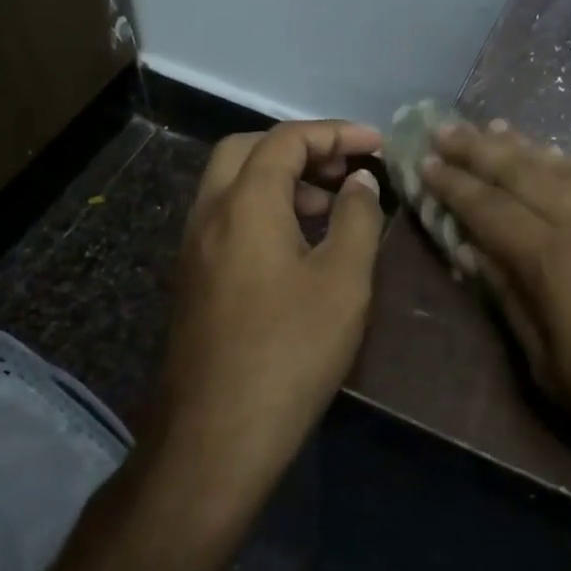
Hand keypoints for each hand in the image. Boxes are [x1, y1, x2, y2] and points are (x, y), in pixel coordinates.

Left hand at [154, 120, 385, 490]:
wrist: (215, 438)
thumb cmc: (289, 351)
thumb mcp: (343, 280)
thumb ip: (358, 218)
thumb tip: (360, 182)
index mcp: (245, 202)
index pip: (287, 139)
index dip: (336, 133)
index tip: (377, 145)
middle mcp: (210, 213)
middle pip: (248, 149)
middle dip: (300, 147)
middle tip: (343, 169)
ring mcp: (194, 247)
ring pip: (233, 183)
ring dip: (280, 178)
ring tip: (328, 205)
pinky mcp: (193, 278)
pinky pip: (227, 216)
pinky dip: (263, 208)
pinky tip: (298, 245)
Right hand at [422, 122, 570, 526]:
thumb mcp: (551, 371)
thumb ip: (512, 304)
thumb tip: (476, 257)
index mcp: (553, 261)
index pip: (489, 210)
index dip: (453, 185)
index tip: (424, 161)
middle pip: (522, 173)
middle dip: (479, 149)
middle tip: (445, 127)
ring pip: (562, 168)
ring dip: (523, 146)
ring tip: (494, 127)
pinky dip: (568, 163)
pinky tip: (555, 157)